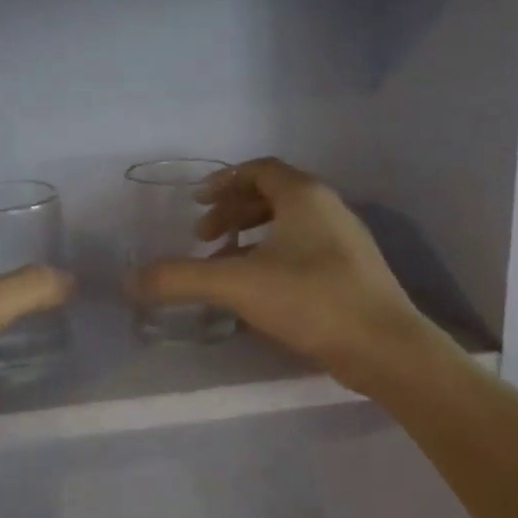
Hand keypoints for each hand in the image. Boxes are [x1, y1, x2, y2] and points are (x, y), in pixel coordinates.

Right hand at [129, 158, 442, 392]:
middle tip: (204, 237)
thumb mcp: (237, 284)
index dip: (223, 181)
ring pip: (289, 224)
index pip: (259, 169)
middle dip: (232, 212)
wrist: (386, 347)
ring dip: (251, 236)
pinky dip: (273, 257)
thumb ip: (181, 279)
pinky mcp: (352, 271)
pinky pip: (304, 249)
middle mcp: (328, 208)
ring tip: (225, 264)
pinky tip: (258, 291)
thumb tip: (130, 282)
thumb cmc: (311, 299)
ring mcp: (345, 240)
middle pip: (272, 194)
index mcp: (304, 195)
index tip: (196, 204)